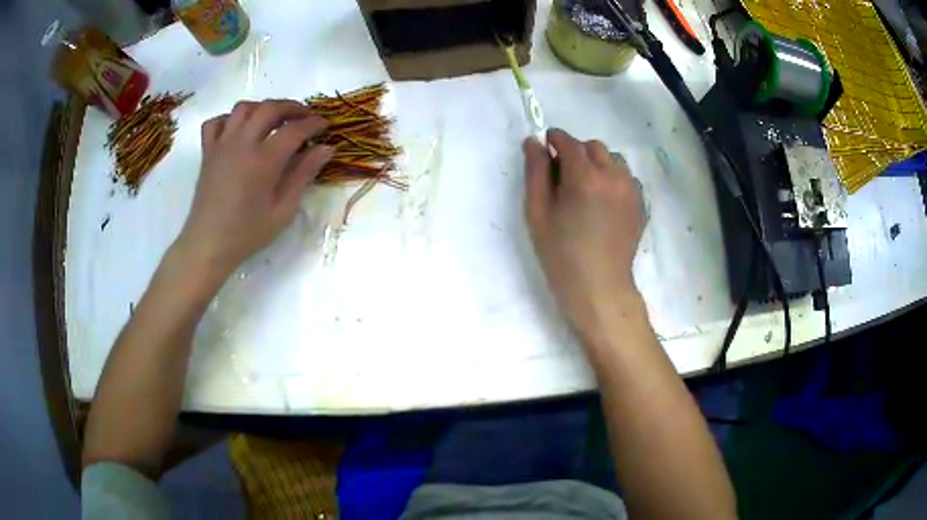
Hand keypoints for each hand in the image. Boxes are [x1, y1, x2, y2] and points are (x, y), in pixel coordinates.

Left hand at [175, 100, 333, 279]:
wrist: (208, 244)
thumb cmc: (247, 233)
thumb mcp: (283, 210)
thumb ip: (303, 174)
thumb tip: (326, 149)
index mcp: (263, 160)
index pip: (294, 129)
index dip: (313, 124)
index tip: (325, 127)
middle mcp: (242, 144)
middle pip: (270, 108)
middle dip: (292, 107)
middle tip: (304, 117)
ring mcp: (222, 145)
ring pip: (243, 108)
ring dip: (262, 107)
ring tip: (273, 119)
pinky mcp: (208, 151)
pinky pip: (216, 122)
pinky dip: (229, 119)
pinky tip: (239, 130)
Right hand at [523, 129, 644, 337]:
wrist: (599, 288)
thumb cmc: (561, 254)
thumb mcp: (537, 213)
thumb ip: (535, 172)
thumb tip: (534, 142)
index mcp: (585, 176)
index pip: (568, 141)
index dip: (554, 140)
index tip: (546, 149)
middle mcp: (613, 176)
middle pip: (594, 146)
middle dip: (577, 151)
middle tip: (564, 176)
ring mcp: (631, 189)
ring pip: (613, 160)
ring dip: (597, 164)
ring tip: (587, 189)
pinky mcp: (641, 204)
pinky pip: (626, 177)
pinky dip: (613, 179)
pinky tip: (604, 202)